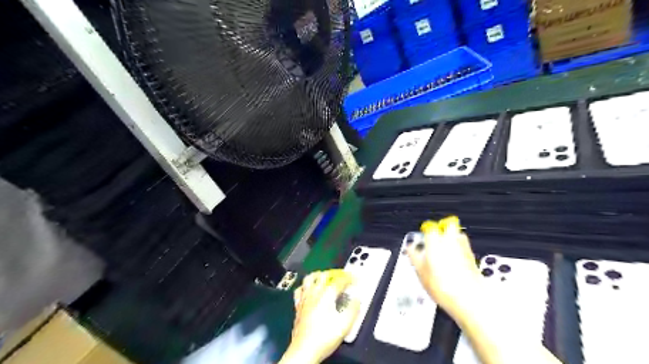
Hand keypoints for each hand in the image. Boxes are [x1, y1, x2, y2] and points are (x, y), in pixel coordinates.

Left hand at [279, 269, 359, 363]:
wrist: (304, 350)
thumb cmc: (325, 337)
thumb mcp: (345, 325)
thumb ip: (353, 309)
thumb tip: (357, 299)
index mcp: (327, 295)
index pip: (339, 281)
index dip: (349, 278)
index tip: (355, 279)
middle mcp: (314, 293)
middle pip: (323, 275)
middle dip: (334, 274)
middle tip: (341, 277)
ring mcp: (304, 298)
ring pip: (309, 279)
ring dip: (318, 275)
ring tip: (324, 277)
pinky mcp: (297, 306)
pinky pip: (299, 290)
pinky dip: (305, 286)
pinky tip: (308, 289)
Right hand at [404, 216, 480, 318]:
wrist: (468, 299)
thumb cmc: (445, 285)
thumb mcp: (420, 271)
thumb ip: (414, 256)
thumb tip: (410, 248)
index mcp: (436, 240)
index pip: (431, 227)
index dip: (425, 230)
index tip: (421, 237)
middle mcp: (452, 240)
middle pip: (448, 226)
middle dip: (441, 229)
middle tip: (434, 239)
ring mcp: (464, 248)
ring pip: (457, 235)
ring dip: (450, 239)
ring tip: (442, 251)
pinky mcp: (472, 258)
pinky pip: (464, 248)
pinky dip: (458, 251)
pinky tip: (452, 263)